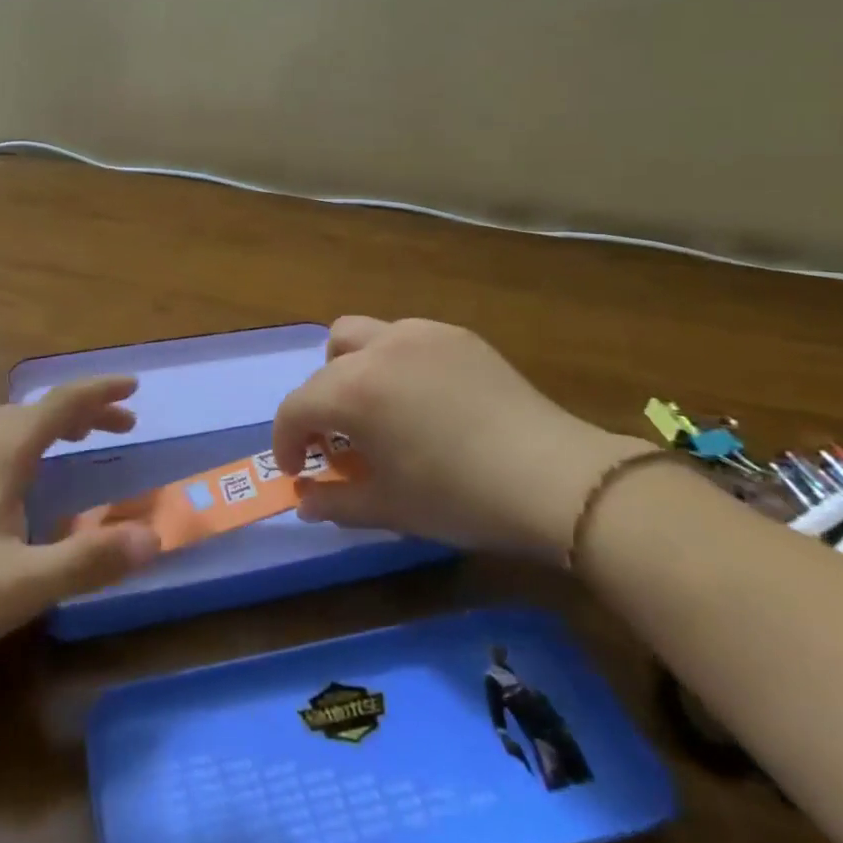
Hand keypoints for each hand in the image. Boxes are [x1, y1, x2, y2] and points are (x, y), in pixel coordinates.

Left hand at [0, 378, 160, 698]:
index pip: (55, 407)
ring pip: (8, 431)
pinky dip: (27, 449)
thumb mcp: (21, 585)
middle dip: (79, 409)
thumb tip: (153, 537)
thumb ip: (87, 561)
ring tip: (80, 444)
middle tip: (118, 425)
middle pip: (32, 412)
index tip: (133, 388)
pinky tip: (27, 489)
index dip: (96, 393)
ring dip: (51, 426)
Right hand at [272, 317, 648, 559]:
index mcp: (353, 390)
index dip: (287, 441)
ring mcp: (420, 334)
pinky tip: (423, 400)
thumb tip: (303, 501)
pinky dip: (394, 362)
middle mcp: (378, 348)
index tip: (298, 471)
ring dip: (350, 369)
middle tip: (339, 443)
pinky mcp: (456, 335)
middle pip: (325, 365)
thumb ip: (334, 502)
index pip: (296, 407)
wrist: (555, 480)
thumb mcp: (389, 508)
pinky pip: (405, 338)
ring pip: (360, 336)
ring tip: (376, 409)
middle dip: (319, 404)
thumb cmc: (460, 498)